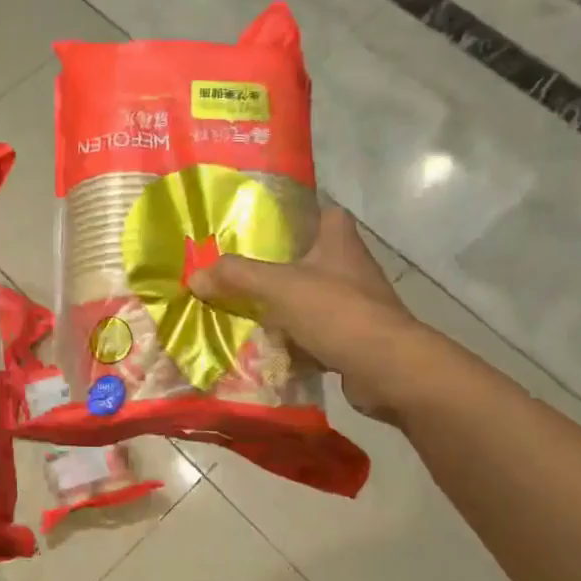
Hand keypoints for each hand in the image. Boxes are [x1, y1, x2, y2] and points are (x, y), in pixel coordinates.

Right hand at [190, 206, 427, 423]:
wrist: (386, 368)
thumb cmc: (336, 311)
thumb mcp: (278, 287)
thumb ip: (236, 277)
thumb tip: (194, 276)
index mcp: (339, 240)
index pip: (321, 212)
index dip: (295, 214)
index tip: (262, 223)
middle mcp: (351, 266)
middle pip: (308, 257)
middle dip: (276, 265)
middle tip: (237, 270)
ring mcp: (355, 303)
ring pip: (309, 296)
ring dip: (282, 305)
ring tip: (241, 307)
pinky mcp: (353, 336)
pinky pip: (314, 331)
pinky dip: (292, 338)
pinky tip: (265, 344)